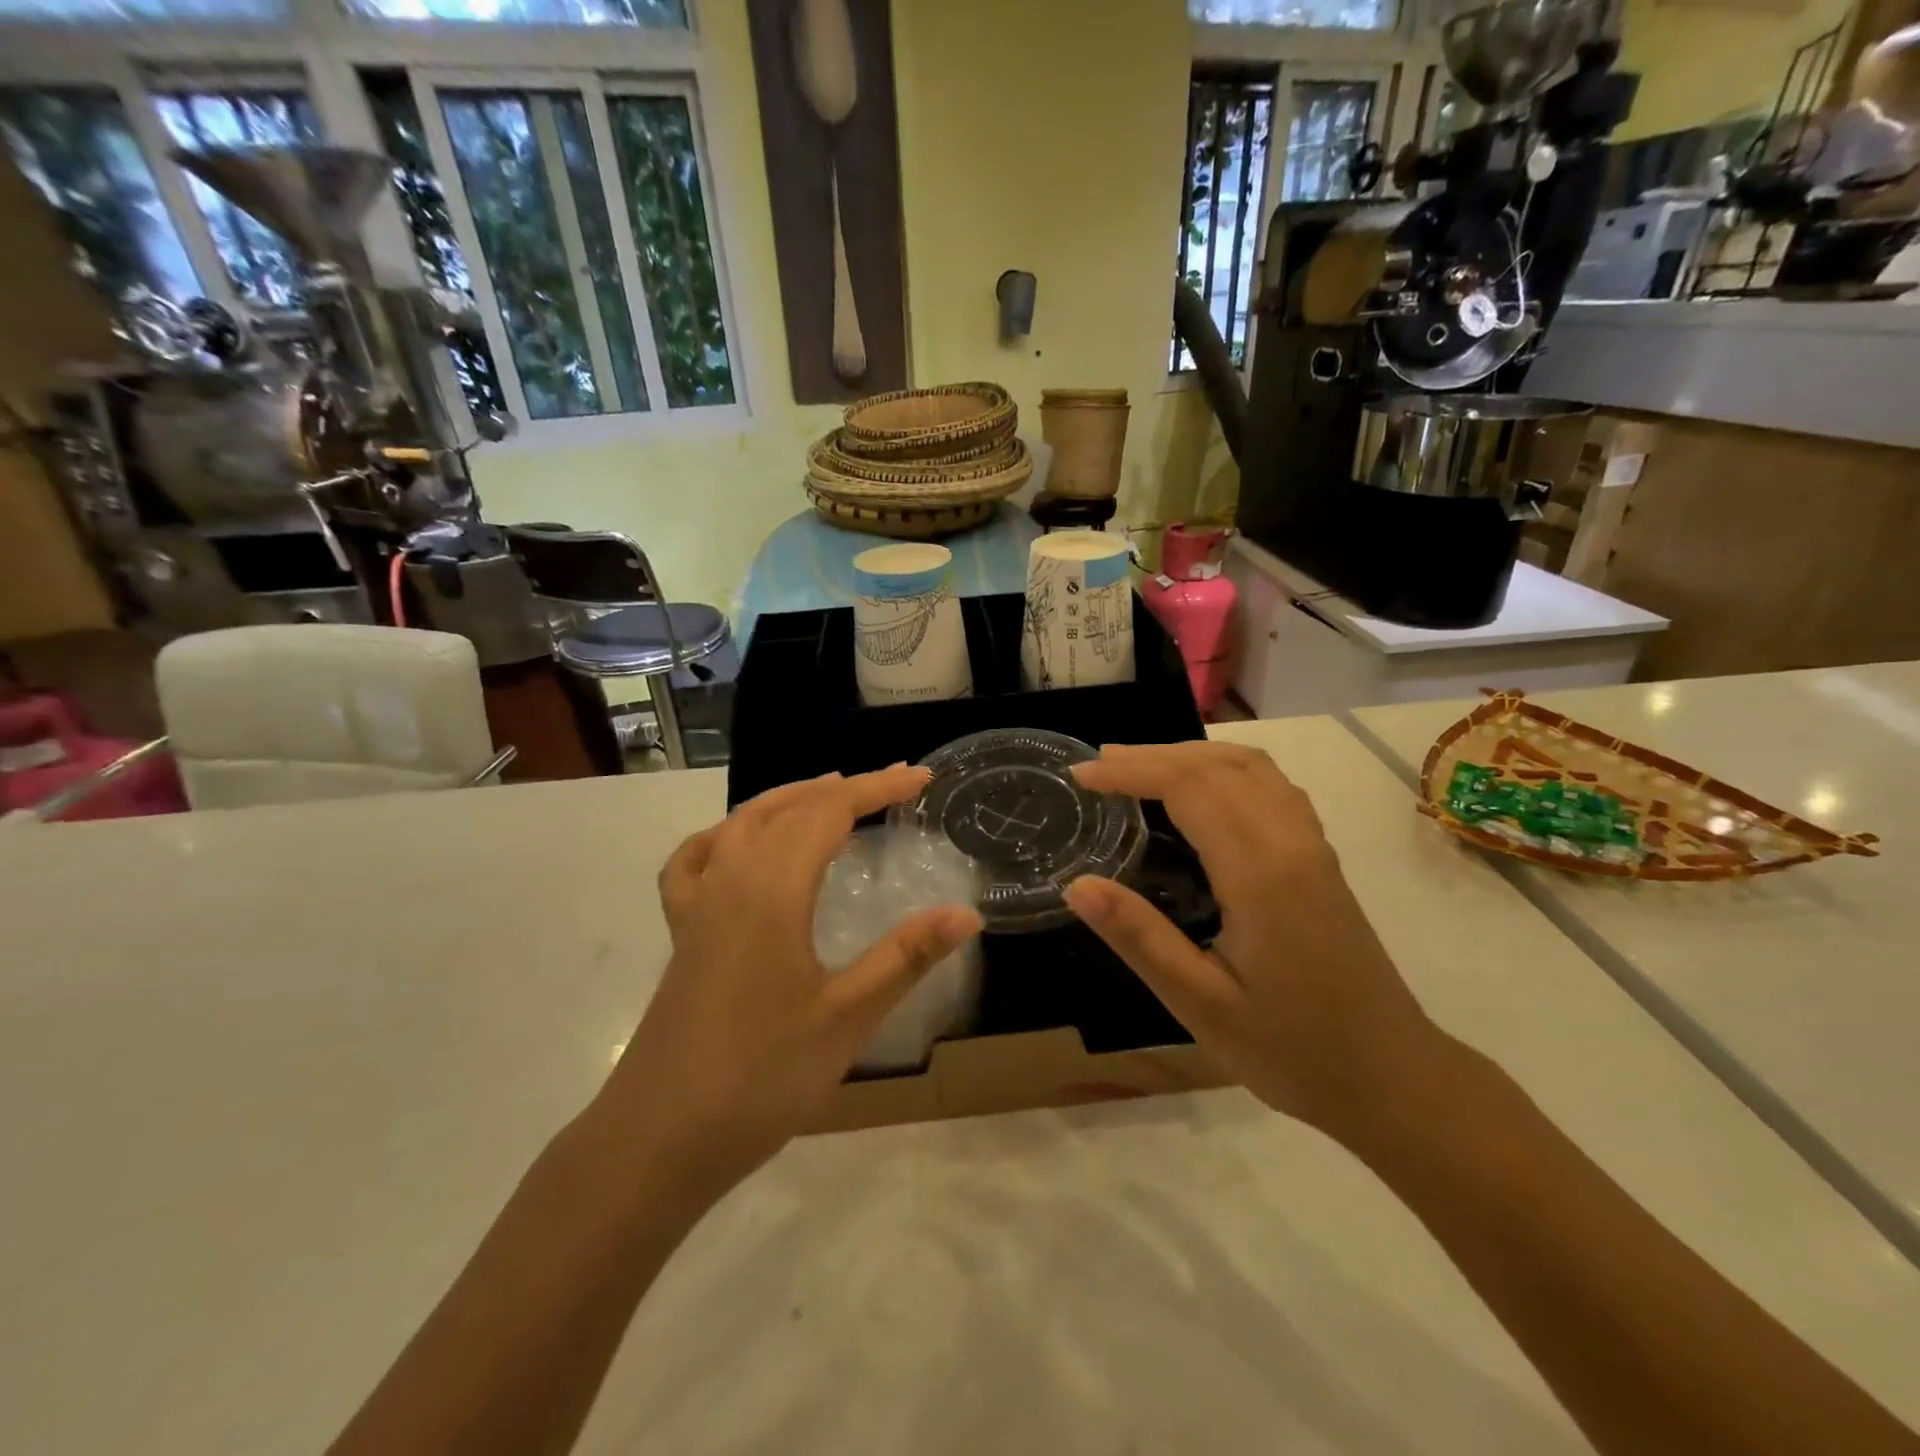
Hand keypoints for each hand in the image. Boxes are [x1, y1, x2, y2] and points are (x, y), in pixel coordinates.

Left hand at [597, 766, 981, 1200]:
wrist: (658, 1139)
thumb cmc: (761, 1078)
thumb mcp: (847, 1018)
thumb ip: (906, 957)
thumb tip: (967, 913)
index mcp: (772, 890)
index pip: (830, 812)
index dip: (878, 788)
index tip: (921, 777)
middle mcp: (731, 880)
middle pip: (788, 808)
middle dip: (844, 788)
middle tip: (892, 784)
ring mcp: (698, 904)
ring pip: (742, 823)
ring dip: (790, 799)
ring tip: (829, 794)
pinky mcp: (682, 932)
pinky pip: (697, 859)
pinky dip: (725, 834)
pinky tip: (737, 844)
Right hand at [1064, 741, 1446, 1142]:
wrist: (1392, 1078)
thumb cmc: (1292, 1050)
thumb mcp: (1202, 1005)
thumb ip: (1140, 938)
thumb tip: (1077, 885)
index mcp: (1260, 872)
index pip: (1188, 787)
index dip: (1131, 772)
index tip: (1081, 776)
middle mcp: (1290, 841)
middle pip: (1217, 765)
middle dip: (1152, 755)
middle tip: (1097, 765)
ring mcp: (1312, 845)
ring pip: (1250, 767)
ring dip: (1190, 755)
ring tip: (1139, 767)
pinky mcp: (1320, 857)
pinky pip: (1271, 785)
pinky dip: (1225, 768)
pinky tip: (1203, 790)